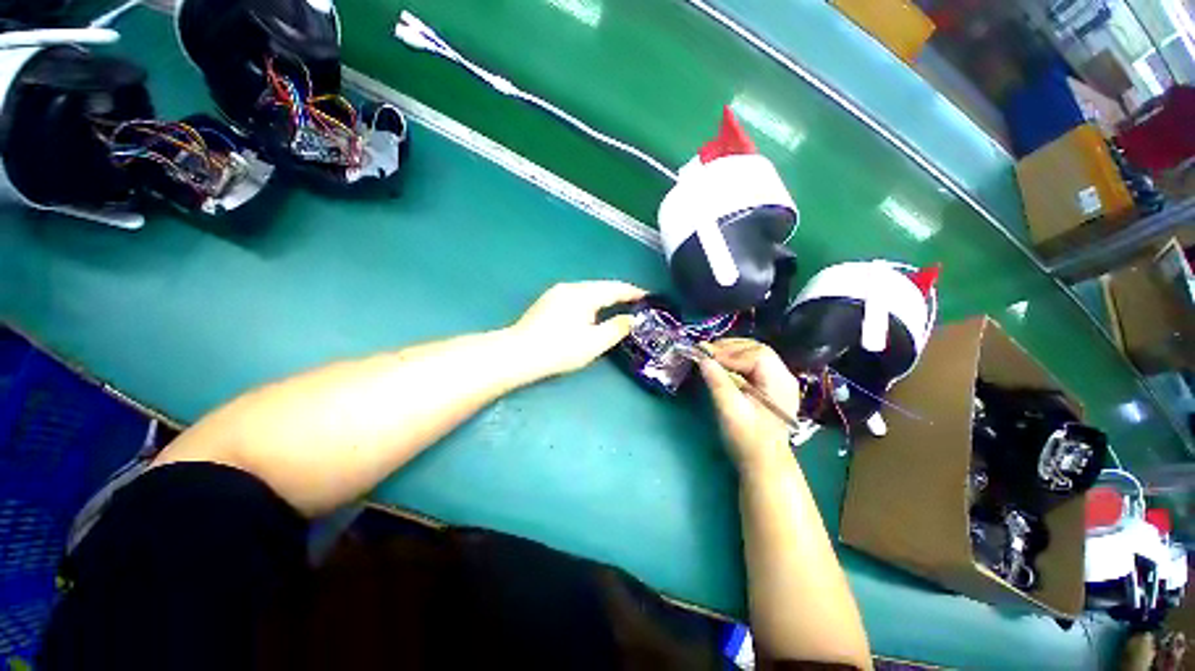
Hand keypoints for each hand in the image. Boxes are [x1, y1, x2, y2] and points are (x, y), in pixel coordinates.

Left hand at [512, 281, 646, 376]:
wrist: (519, 354)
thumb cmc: (559, 350)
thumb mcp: (594, 343)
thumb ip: (616, 329)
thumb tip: (631, 319)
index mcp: (584, 294)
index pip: (615, 288)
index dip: (633, 292)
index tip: (649, 297)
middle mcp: (570, 287)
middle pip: (602, 286)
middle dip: (620, 293)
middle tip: (637, 302)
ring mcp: (557, 292)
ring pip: (589, 290)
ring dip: (605, 296)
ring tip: (619, 305)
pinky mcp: (548, 301)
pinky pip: (578, 295)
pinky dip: (592, 300)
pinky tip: (594, 310)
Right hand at [698, 339, 801, 471]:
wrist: (764, 463)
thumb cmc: (748, 439)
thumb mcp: (730, 411)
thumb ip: (718, 382)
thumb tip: (703, 359)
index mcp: (779, 382)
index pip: (754, 354)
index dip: (728, 352)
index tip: (704, 355)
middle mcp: (784, 376)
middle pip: (756, 349)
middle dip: (730, 348)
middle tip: (705, 352)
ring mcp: (779, 380)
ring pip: (754, 354)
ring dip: (732, 352)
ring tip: (711, 356)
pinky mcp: (770, 386)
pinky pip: (753, 364)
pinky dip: (736, 361)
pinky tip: (723, 366)